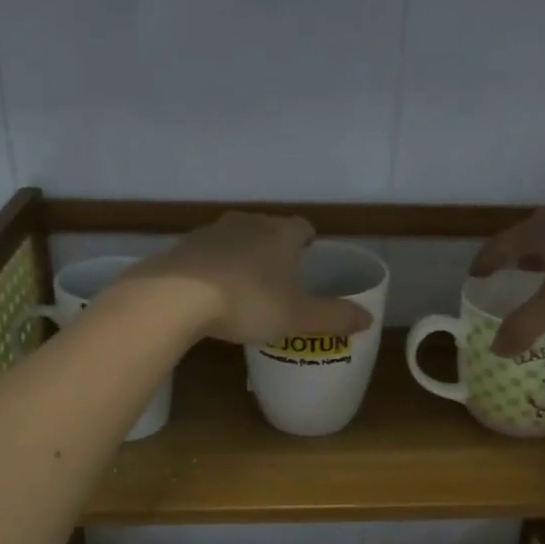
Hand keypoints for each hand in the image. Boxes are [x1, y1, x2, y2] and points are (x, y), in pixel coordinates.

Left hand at [122, 213, 374, 345]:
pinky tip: (212, 291)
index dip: (309, 240)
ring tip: (246, 284)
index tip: (310, 255)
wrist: (175, 296)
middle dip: (276, 247)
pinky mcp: (183, 247)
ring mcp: (211, 232)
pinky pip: (207, 253)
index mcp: (280, 234)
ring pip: (236, 238)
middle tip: (281, 275)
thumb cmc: (247, 302)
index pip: (303, 227)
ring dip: (243, 255)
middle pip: (268, 228)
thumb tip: (369, 320)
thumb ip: (334, 317)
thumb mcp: (298, 317)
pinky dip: (214, 267)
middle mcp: (247, 223)